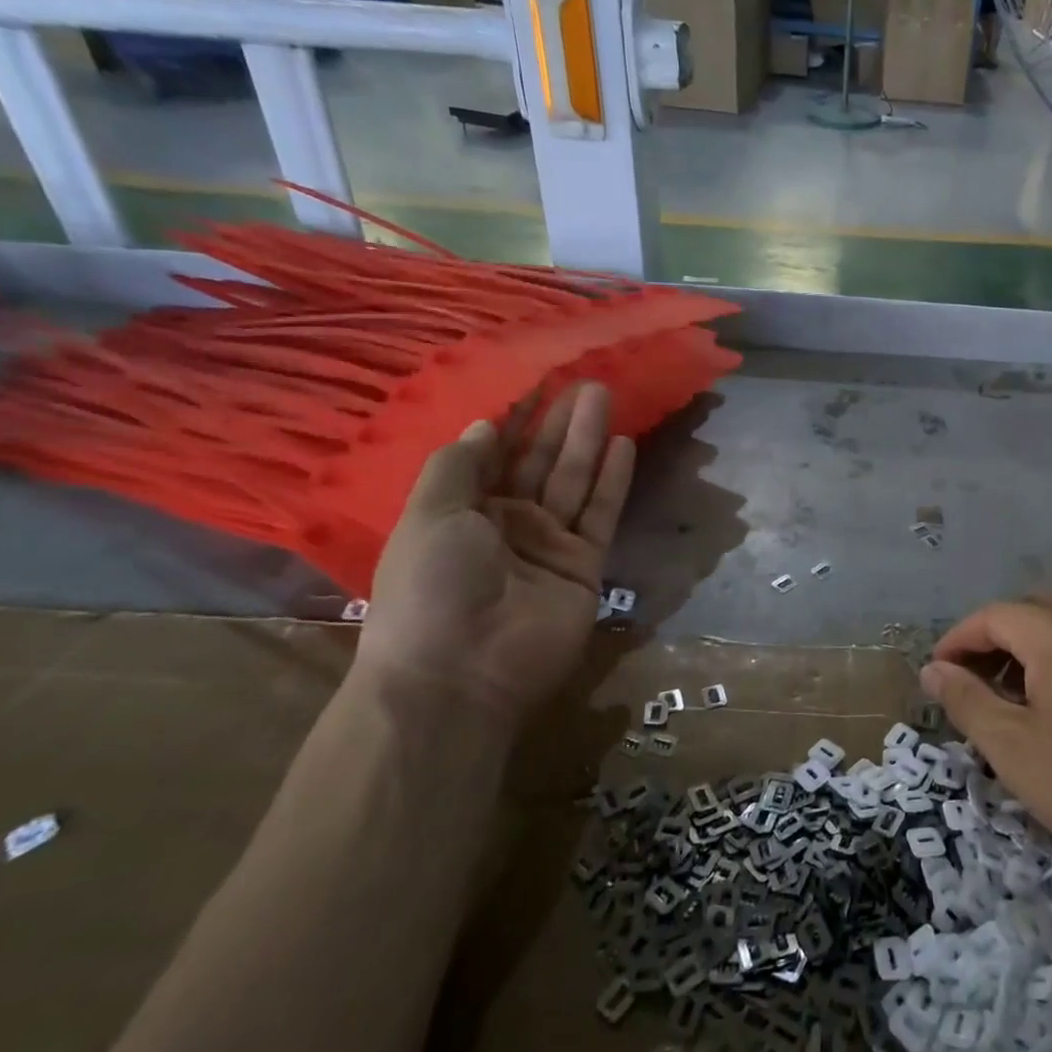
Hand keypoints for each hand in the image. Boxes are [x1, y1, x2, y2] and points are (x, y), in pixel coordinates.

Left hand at [354, 382, 634, 731]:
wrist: (462, 672)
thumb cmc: (432, 586)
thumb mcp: (429, 514)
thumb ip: (460, 466)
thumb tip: (487, 425)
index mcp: (462, 511)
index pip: (494, 454)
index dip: (514, 418)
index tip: (536, 380)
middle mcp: (507, 523)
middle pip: (539, 463)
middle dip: (559, 422)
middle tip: (584, 379)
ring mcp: (549, 545)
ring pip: (573, 481)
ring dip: (588, 440)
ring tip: (604, 396)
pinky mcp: (584, 565)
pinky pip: (600, 514)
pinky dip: (612, 481)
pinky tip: (622, 445)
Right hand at [922, 596, 1051, 895]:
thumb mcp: (1010, 747)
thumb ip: (964, 699)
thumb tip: (932, 669)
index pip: (994, 616)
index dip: (958, 639)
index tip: (938, 673)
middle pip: (1031, 612)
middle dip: (993, 639)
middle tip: (971, 680)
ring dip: (1029, 650)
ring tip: (1012, 698)